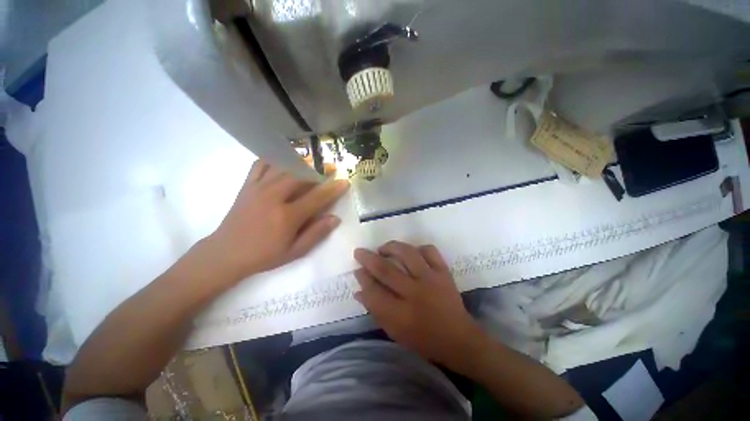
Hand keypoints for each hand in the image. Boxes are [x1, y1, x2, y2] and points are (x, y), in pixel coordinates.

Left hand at [207, 160, 348, 282]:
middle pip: (301, 175)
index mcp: (287, 216)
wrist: (226, 253)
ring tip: (312, 161)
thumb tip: (335, 218)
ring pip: (283, 166)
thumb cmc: (264, 255)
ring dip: (301, 162)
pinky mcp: (247, 186)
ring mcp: (258, 188)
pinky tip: (283, 162)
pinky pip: (260, 164)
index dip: (333, 189)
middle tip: (331, 167)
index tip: (344, 181)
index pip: (317, 197)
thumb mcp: (294, 251)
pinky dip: (274, 159)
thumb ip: (316, 234)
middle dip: (319, 169)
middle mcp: (274, 197)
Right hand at [354, 241, 488, 371]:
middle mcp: (415, 293)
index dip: (363, 278)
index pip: (373, 291)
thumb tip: (359, 290)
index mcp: (401, 315)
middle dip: (368, 258)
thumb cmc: (423, 339)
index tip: (357, 270)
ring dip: (391, 247)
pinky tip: (411, 252)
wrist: (459, 338)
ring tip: (383, 248)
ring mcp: (431, 279)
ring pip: (407, 254)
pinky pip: (429, 251)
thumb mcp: (395, 332)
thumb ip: (376, 310)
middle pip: (386, 270)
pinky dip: (418, 247)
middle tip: (359, 252)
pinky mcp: (443, 272)